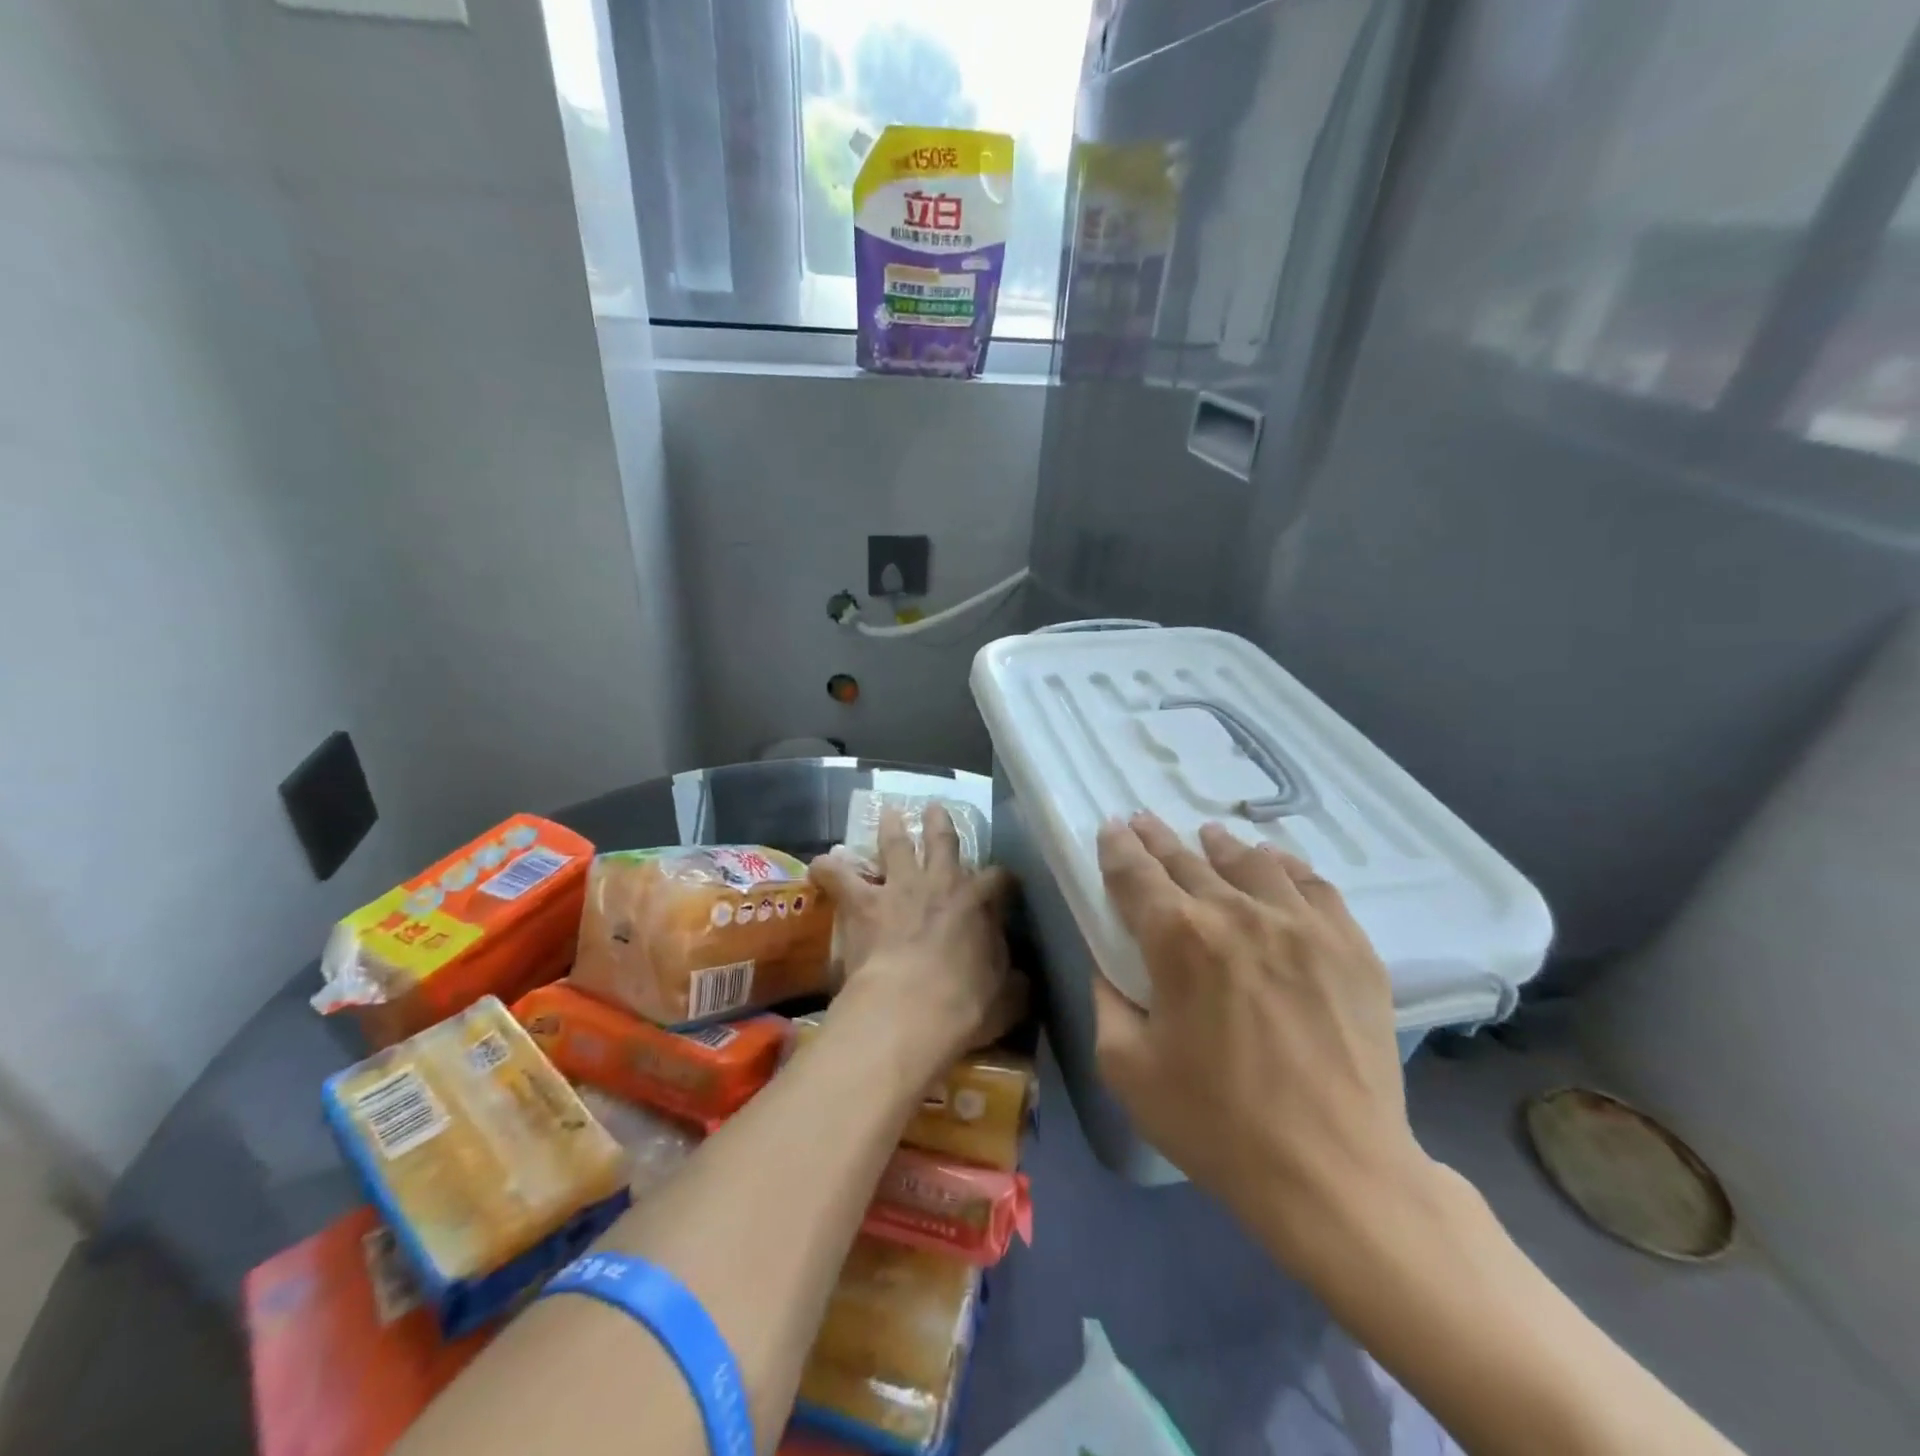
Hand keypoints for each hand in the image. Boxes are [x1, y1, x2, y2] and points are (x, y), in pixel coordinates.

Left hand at [808, 804, 1022, 1069]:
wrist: (910, 1009)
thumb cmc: (965, 1007)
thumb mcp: (1006, 1000)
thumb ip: (1014, 984)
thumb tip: (1020, 981)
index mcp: (979, 903)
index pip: (999, 879)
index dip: (1002, 881)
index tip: (1004, 885)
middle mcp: (940, 883)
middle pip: (943, 841)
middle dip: (940, 824)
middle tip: (934, 809)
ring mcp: (899, 888)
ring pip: (894, 844)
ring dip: (892, 827)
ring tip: (889, 813)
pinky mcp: (862, 903)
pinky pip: (839, 877)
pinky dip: (828, 869)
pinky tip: (820, 864)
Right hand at [1092, 813, 1429, 1267]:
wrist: (1336, 1173)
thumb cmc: (1217, 1124)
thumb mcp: (1126, 1069)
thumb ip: (1107, 1002)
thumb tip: (1109, 966)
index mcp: (1178, 937)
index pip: (1135, 873)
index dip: (1117, 847)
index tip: (1111, 829)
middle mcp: (1238, 912)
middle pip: (1187, 858)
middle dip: (1157, 838)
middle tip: (1144, 821)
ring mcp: (1301, 924)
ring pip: (1251, 862)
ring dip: (1219, 845)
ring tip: (1207, 836)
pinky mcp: (1350, 945)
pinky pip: (1312, 884)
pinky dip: (1284, 867)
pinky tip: (1274, 864)